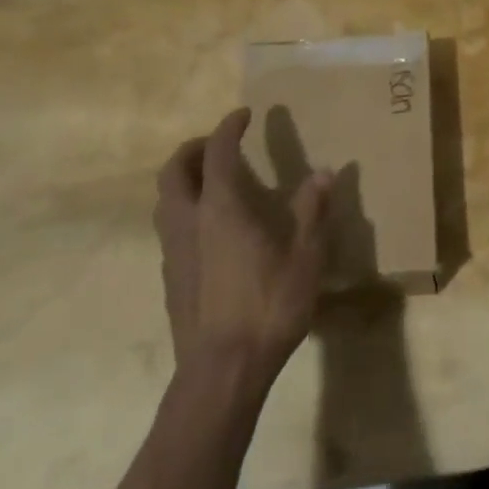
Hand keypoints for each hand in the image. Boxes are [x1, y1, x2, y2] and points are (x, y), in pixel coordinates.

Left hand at [154, 108, 333, 385]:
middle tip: (217, 145)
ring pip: (164, 199)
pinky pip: (169, 228)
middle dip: (193, 149)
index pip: (217, 152)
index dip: (228, 128)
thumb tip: (324, 172)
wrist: (220, 374)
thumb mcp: (304, 259)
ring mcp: (174, 251)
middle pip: (174, 170)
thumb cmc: (267, 309)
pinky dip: (184, 210)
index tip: (243, 115)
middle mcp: (189, 221)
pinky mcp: (170, 278)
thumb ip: (312, 212)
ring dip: (183, 179)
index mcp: (221, 209)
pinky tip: (209, 230)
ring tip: (211, 182)